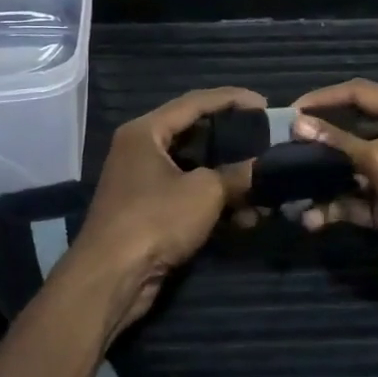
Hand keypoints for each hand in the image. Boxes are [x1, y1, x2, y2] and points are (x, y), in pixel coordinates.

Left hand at [60, 88, 264, 340]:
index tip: (264, 103)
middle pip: (194, 134)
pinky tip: (244, 217)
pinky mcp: (148, 211)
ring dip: (228, 179)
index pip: (195, 102)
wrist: (111, 277)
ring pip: (194, 169)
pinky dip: (214, 202)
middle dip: (232, 141)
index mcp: (146, 131)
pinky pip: (187, 195)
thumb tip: (262, 168)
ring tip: (263, 186)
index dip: (232, 99)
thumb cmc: (155, 220)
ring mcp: (142, 181)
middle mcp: (140, 150)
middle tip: (265, 140)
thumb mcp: (204, 192)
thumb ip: (237, 174)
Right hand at [288, 79, 377, 293]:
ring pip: (347, 169)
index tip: (289, 112)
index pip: (359, 94)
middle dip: (317, 142)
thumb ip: (339, 142)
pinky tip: (311, 218)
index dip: (323, 99)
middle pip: (350, 131)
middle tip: (281, 148)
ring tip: (288, 187)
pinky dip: (333, 208)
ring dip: (320, 179)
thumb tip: (297, 124)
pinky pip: (353, 201)